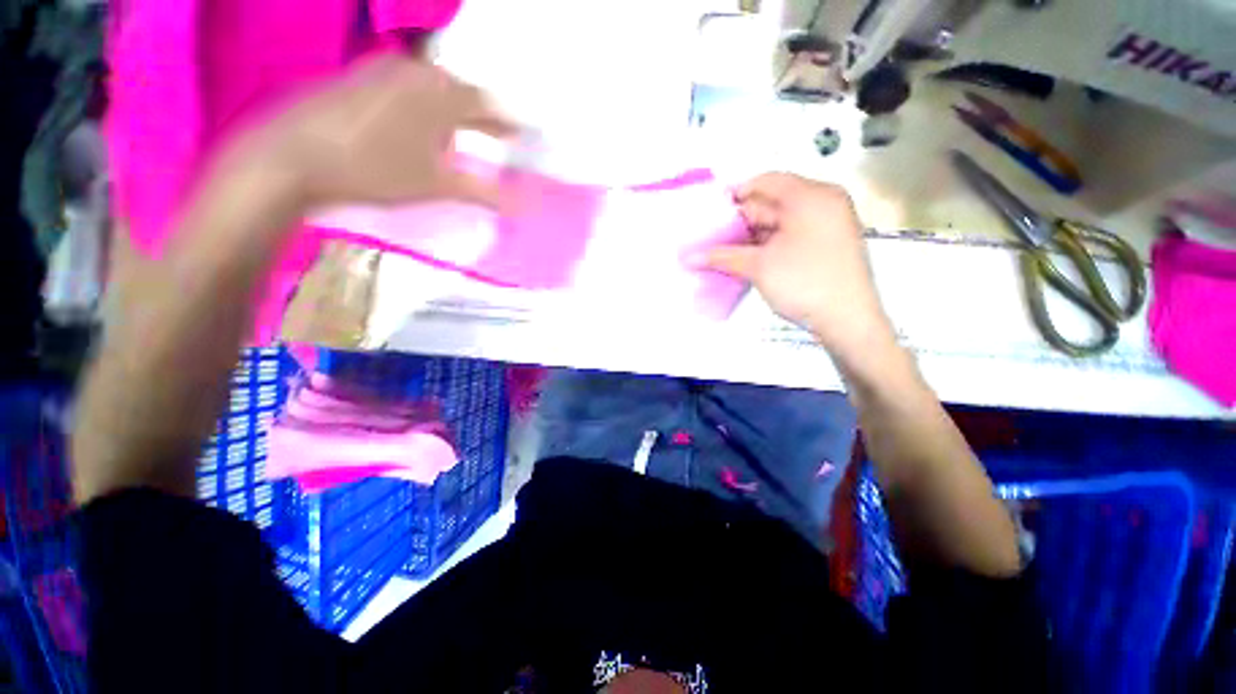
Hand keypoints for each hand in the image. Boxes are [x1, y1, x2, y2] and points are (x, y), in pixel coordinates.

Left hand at [225, 54, 516, 210]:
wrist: (294, 156)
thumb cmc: (374, 170)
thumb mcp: (435, 185)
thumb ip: (481, 191)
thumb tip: (520, 206)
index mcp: (436, 96)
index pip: (484, 103)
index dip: (506, 119)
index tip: (522, 133)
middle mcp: (412, 74)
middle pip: (458, 90)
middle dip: (481, 113)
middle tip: (498, 133)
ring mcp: (381, 73)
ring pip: (430, 86)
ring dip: (452, 108)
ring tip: (462, 132)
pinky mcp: (357, 80)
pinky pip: (404, 86)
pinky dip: (422, 104)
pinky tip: (418, 124)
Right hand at [697, 173, 895, 363]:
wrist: (848, 321)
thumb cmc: (803, 283)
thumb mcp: (758, 266)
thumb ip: (721, 256)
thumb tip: (688, 257)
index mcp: (810, 196)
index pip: (765, 182)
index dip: (734, 196)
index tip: (710, 215)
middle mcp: (823, 202)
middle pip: (772, 202)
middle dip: (740, 221)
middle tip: (713, 237)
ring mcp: (829, 223)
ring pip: (781, 221)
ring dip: (752, 235)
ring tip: (725, 251)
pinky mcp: (829, 243)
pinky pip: (792, 234)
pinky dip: (769, 243)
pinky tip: (749, 258)